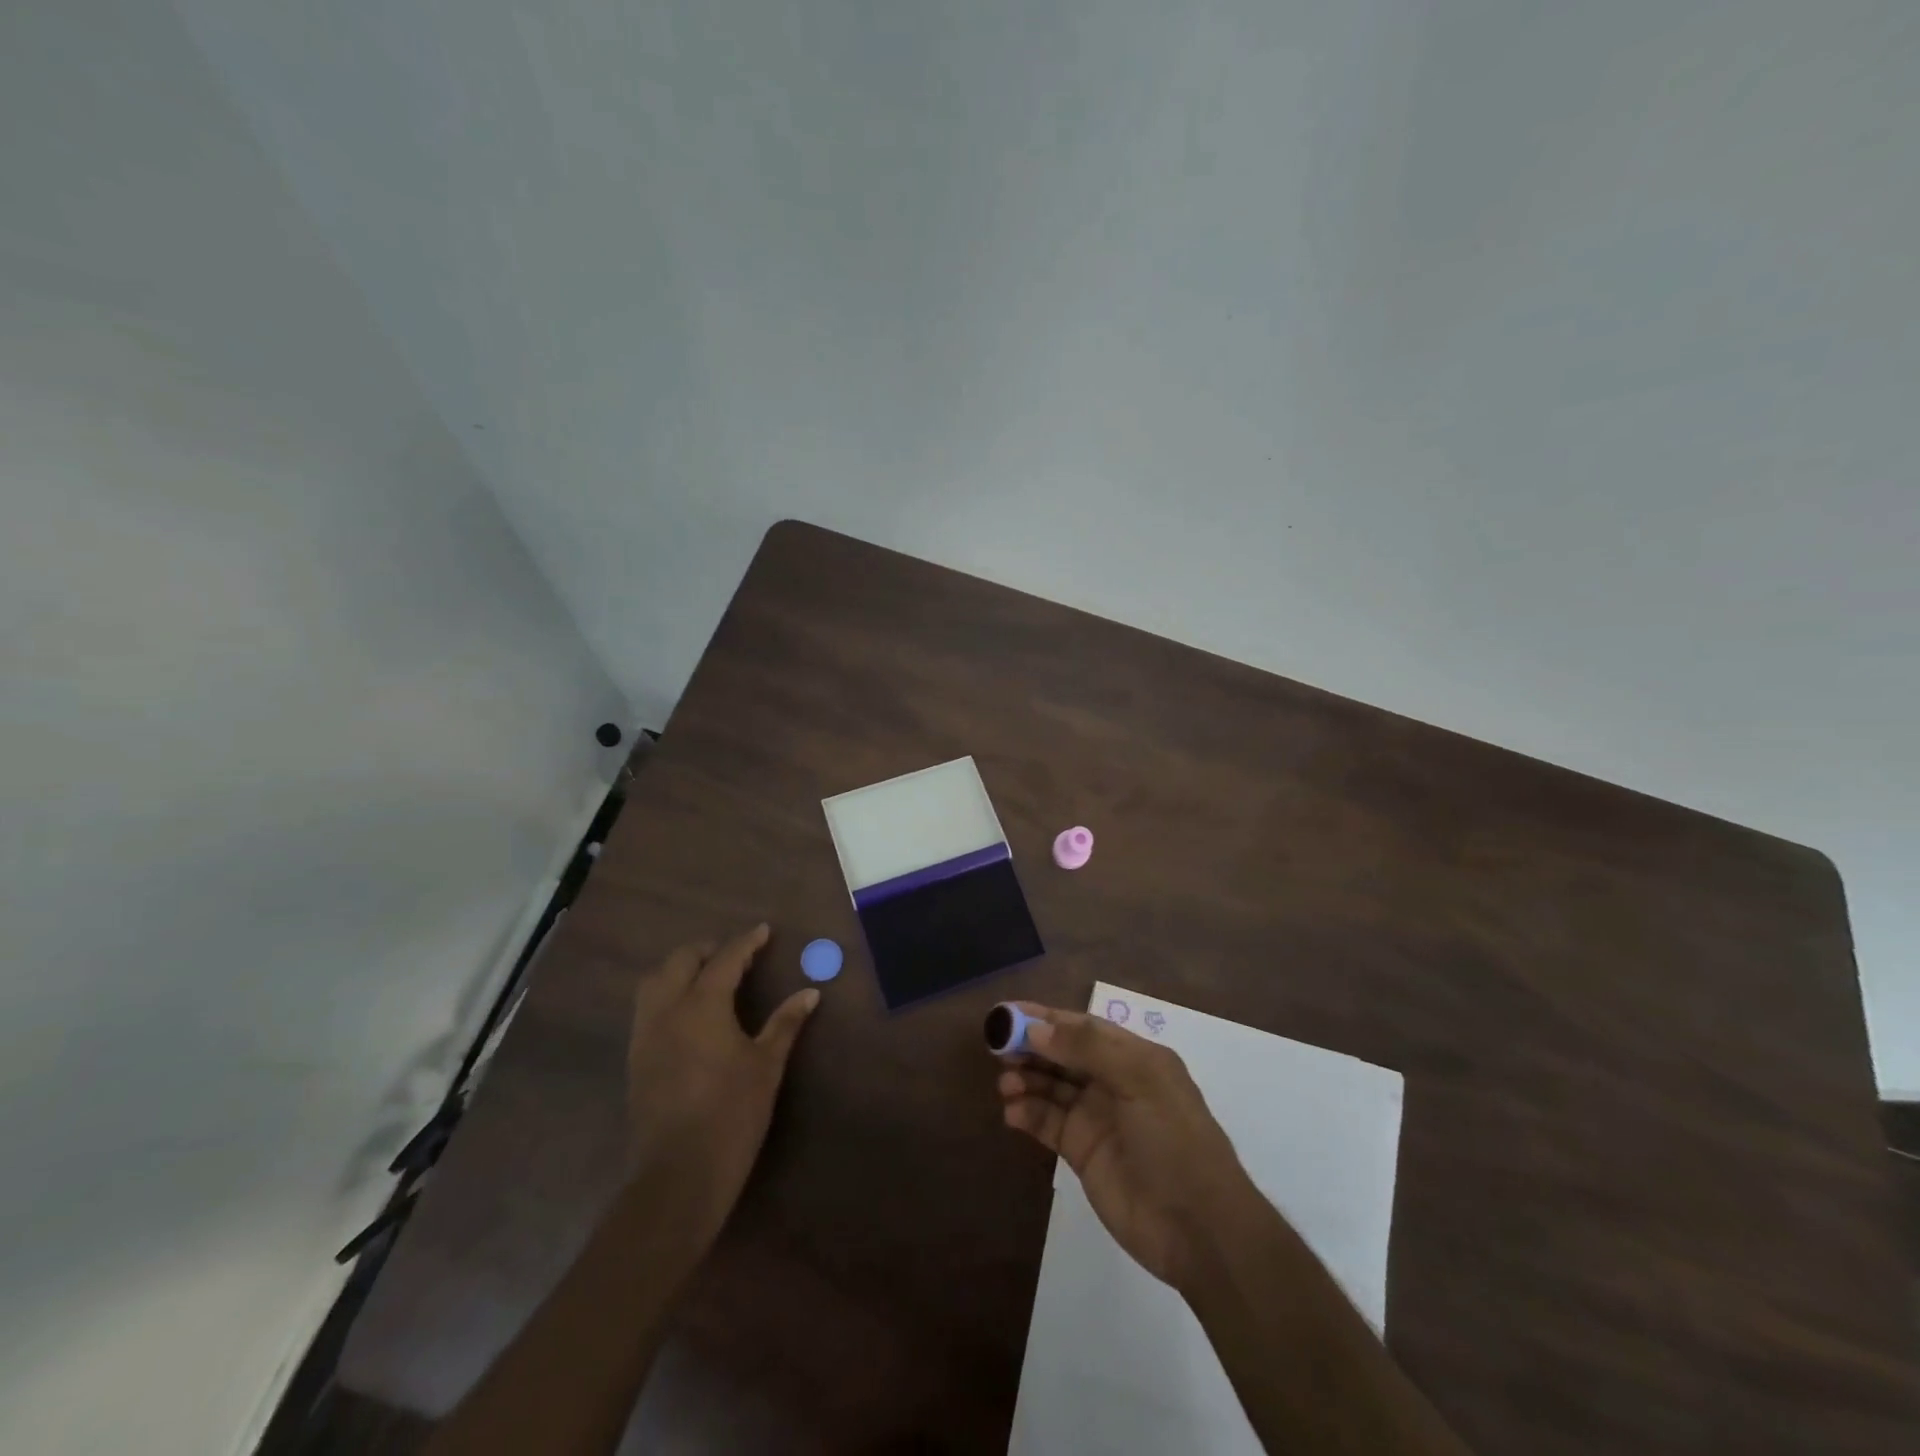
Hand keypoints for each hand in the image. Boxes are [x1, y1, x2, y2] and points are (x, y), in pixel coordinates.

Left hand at [624, 925, 818, 1242]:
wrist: (679, 1174)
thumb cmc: (732, 1113)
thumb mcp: (766, 1065)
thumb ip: (785, 1023)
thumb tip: (810, 993)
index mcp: (702, 1005)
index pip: (725, 959)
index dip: (746, 942)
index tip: (763, 931)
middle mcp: (667, 1010)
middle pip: (680, 961)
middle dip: (707, 950)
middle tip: (735, 956)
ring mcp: (645, 1034)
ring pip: (655, 981)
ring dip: (680, 969)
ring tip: (708, 978)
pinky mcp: (636, 1058)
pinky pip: (647, 1008)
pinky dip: (667, 995)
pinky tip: (689, 1014)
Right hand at [997, 1004, 1261, 1291]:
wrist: (1199, 1229)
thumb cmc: (1175, 1141)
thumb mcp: (1140, 1081)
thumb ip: (1087, 1049)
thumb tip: (1035, 1027)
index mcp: (1134, 1057)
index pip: (1082, 1026)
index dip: (1045, 1017)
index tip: (1006, 1013)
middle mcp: (1113, 1081)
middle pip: (1061, 1054)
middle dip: (1029, 1047)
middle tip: (995, 1047)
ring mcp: (1096, 1117)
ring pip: (1050, 1087)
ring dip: (1025, 1080)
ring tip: (1004, 1084)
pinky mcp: (1082, 1152)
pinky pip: (1047, 1123)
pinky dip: (1027, 1114)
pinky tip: (1011, 1113)